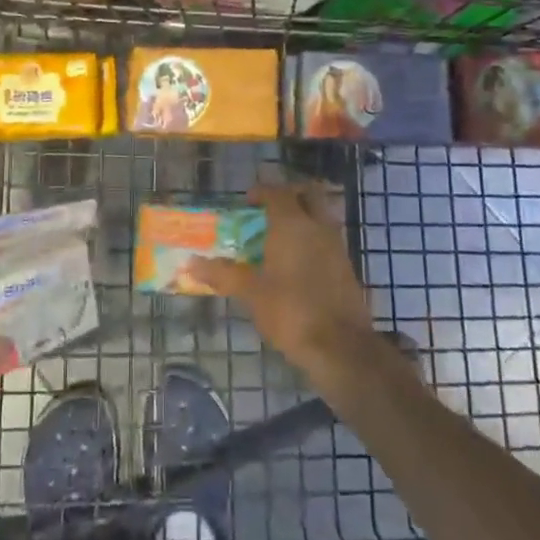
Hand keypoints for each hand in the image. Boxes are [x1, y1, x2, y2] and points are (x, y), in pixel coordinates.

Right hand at [185, 181, 377, 380]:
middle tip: (269, 211)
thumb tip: (192, 263)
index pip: (277, 192)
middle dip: (289, 196)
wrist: (341, 347)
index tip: (246, 203)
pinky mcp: (346, 266)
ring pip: (321, 216)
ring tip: (279, 238)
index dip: (261, 192)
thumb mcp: (251, 294)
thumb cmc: (291, 311)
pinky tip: (296, 263)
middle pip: (308, 194)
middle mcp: (317, 226)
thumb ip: (223, 274)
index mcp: (292, 224)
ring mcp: (336, 245)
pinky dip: (313, 239)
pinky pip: (327, 239)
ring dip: (303, 218)